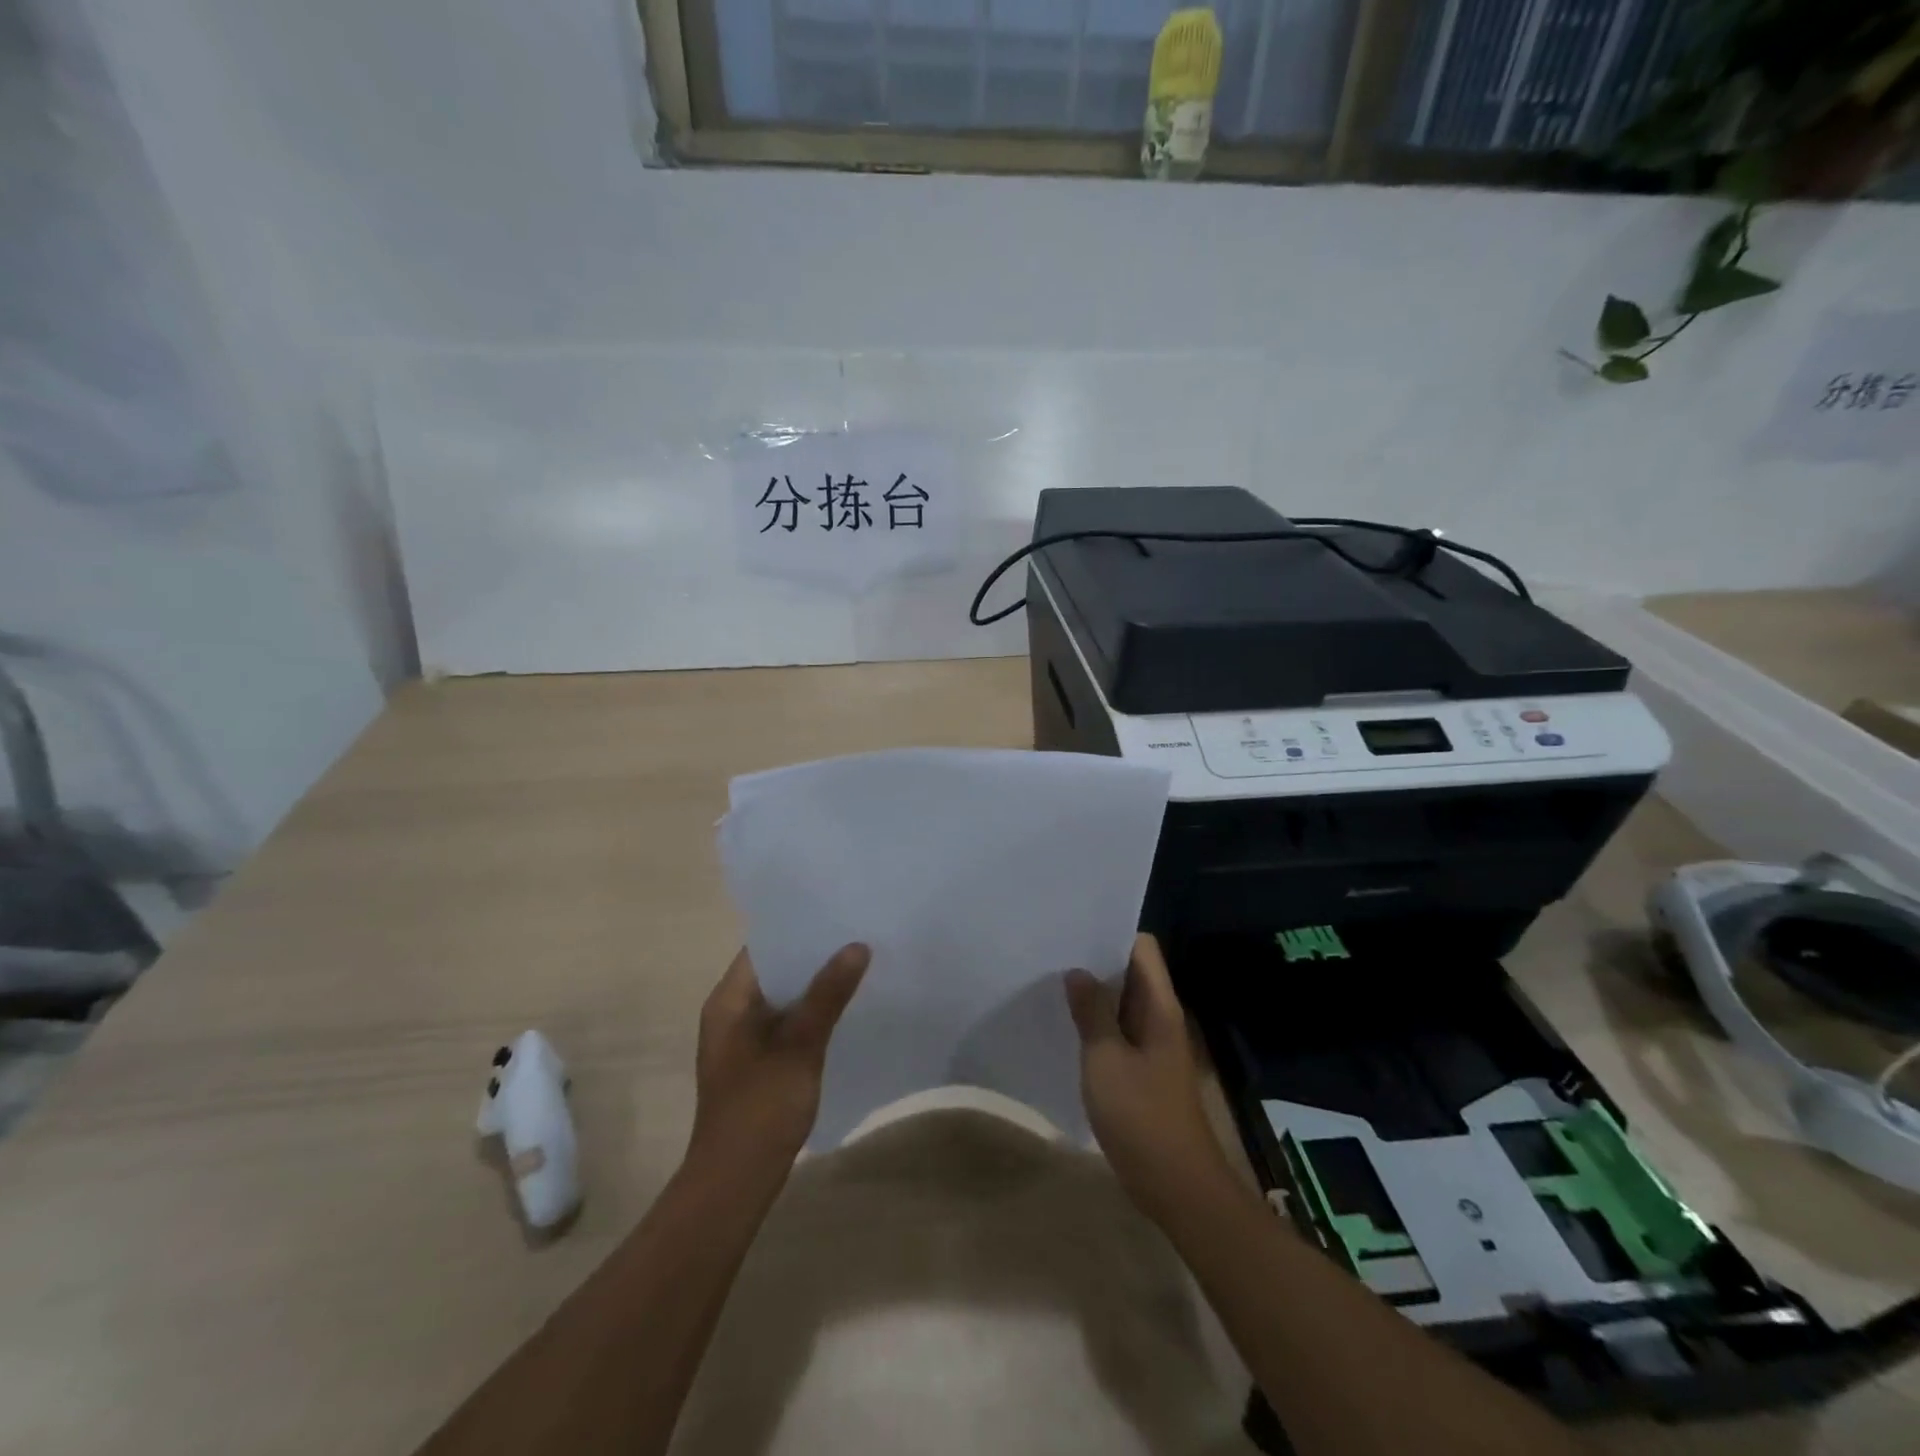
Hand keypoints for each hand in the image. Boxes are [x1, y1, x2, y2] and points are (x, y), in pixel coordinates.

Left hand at [687, 944, 869, 1184]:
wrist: (735, 1184)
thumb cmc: (760, 1109)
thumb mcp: (799, 1046)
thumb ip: (827, 995)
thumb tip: (857, 946)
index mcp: (728, 1001)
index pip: (763, 946)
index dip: (799, 928)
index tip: (838, 912)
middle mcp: (731, 1013)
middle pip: (776, 970)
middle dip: (815, 955)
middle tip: (859, 934)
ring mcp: (744, 1040)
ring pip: (785, 998)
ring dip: (817, 985)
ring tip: (861, 963)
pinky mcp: (759, 1062)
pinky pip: (788, 1023)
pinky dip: (813, 1012)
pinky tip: (847, 1009)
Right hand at [1066, 934, 1232, 1221]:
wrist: (1177, 1185)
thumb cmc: (1141, 1116)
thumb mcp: (1106, 1059)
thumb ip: (1092, 1012)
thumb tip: (1077, 972)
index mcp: (1160, 1007)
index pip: (1142, 948)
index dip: (1112, 933)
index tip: (1074, 929)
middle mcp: (1161, 1017)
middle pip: (1132, 972)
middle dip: (1096, 961)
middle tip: (1053, 952)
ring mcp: (1153, 1045)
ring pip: (1123, 1003)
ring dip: (1095, 993)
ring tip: (1053, 982)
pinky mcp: (1143, 1069)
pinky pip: (1119, 1031)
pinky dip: (1097, 1023)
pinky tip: (1068, 1025)